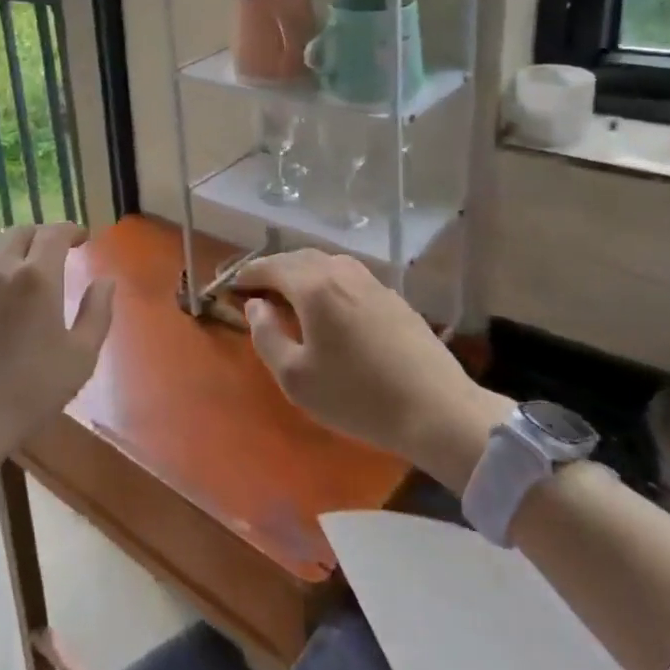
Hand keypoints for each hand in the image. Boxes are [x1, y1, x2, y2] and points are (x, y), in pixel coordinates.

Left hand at [0, 223, 114, 464]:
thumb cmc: (32, 389)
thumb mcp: (81, 356)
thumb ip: (98, 312)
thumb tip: (106, 281)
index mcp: (38, 277)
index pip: (54, 233)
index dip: (71, 230)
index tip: (83, 238)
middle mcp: (0, 269)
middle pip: (20, 232)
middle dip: (41, 234)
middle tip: (54, 249)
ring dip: (10, 246)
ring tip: (20, 262)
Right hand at [233, 250, 509, 489]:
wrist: (438, 411)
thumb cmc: (357, 396)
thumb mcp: (296, 377)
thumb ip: (266, 335)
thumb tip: (257, 306)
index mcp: (314, 285)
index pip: (270, 266)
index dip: (247, 275)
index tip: (231, 288)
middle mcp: (342, 272)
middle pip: (298, 258)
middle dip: (273, 270)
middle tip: (257, 291)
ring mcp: (372, 282)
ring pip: (326, 265)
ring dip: (302, 275)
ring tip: (290, 298)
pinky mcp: (394, 298)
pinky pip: (348, 279)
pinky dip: (327, 284)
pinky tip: (329, 310)